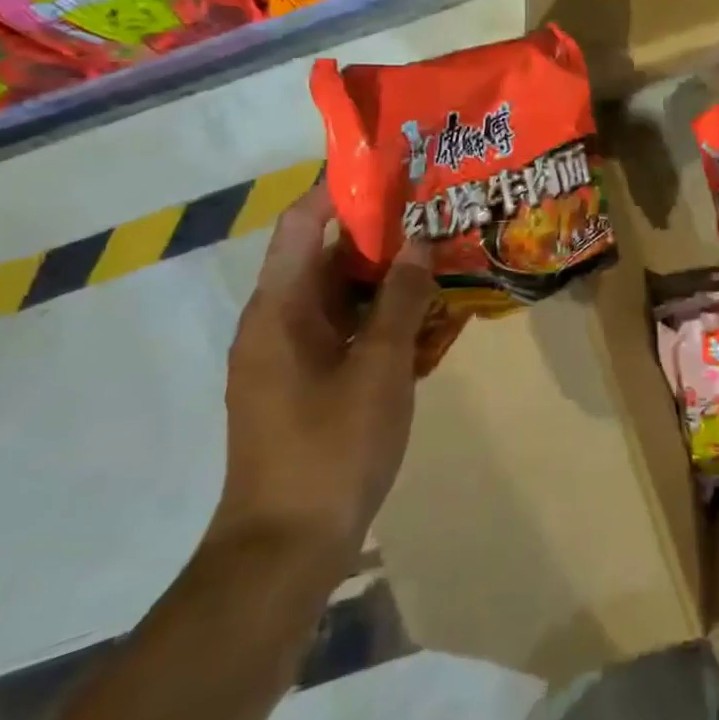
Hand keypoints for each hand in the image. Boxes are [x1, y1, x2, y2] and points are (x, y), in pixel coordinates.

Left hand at [207, 184, 433, 571]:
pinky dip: (382, 315)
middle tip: (436, 209)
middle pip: (327, 254)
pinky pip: (346, 329)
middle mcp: (276, 322)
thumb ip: (402, 300)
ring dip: (387, 275)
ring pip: (341, 294)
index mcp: (279, 309)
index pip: (305, 222)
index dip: (343, 187)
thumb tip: (418, 238)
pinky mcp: (306, 382)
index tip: (395, 166)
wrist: (284, 552)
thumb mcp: (380, 368)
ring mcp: (289, 355)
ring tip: (442, 253)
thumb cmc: (330, 450)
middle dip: (381, 230)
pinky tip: (428, 317)